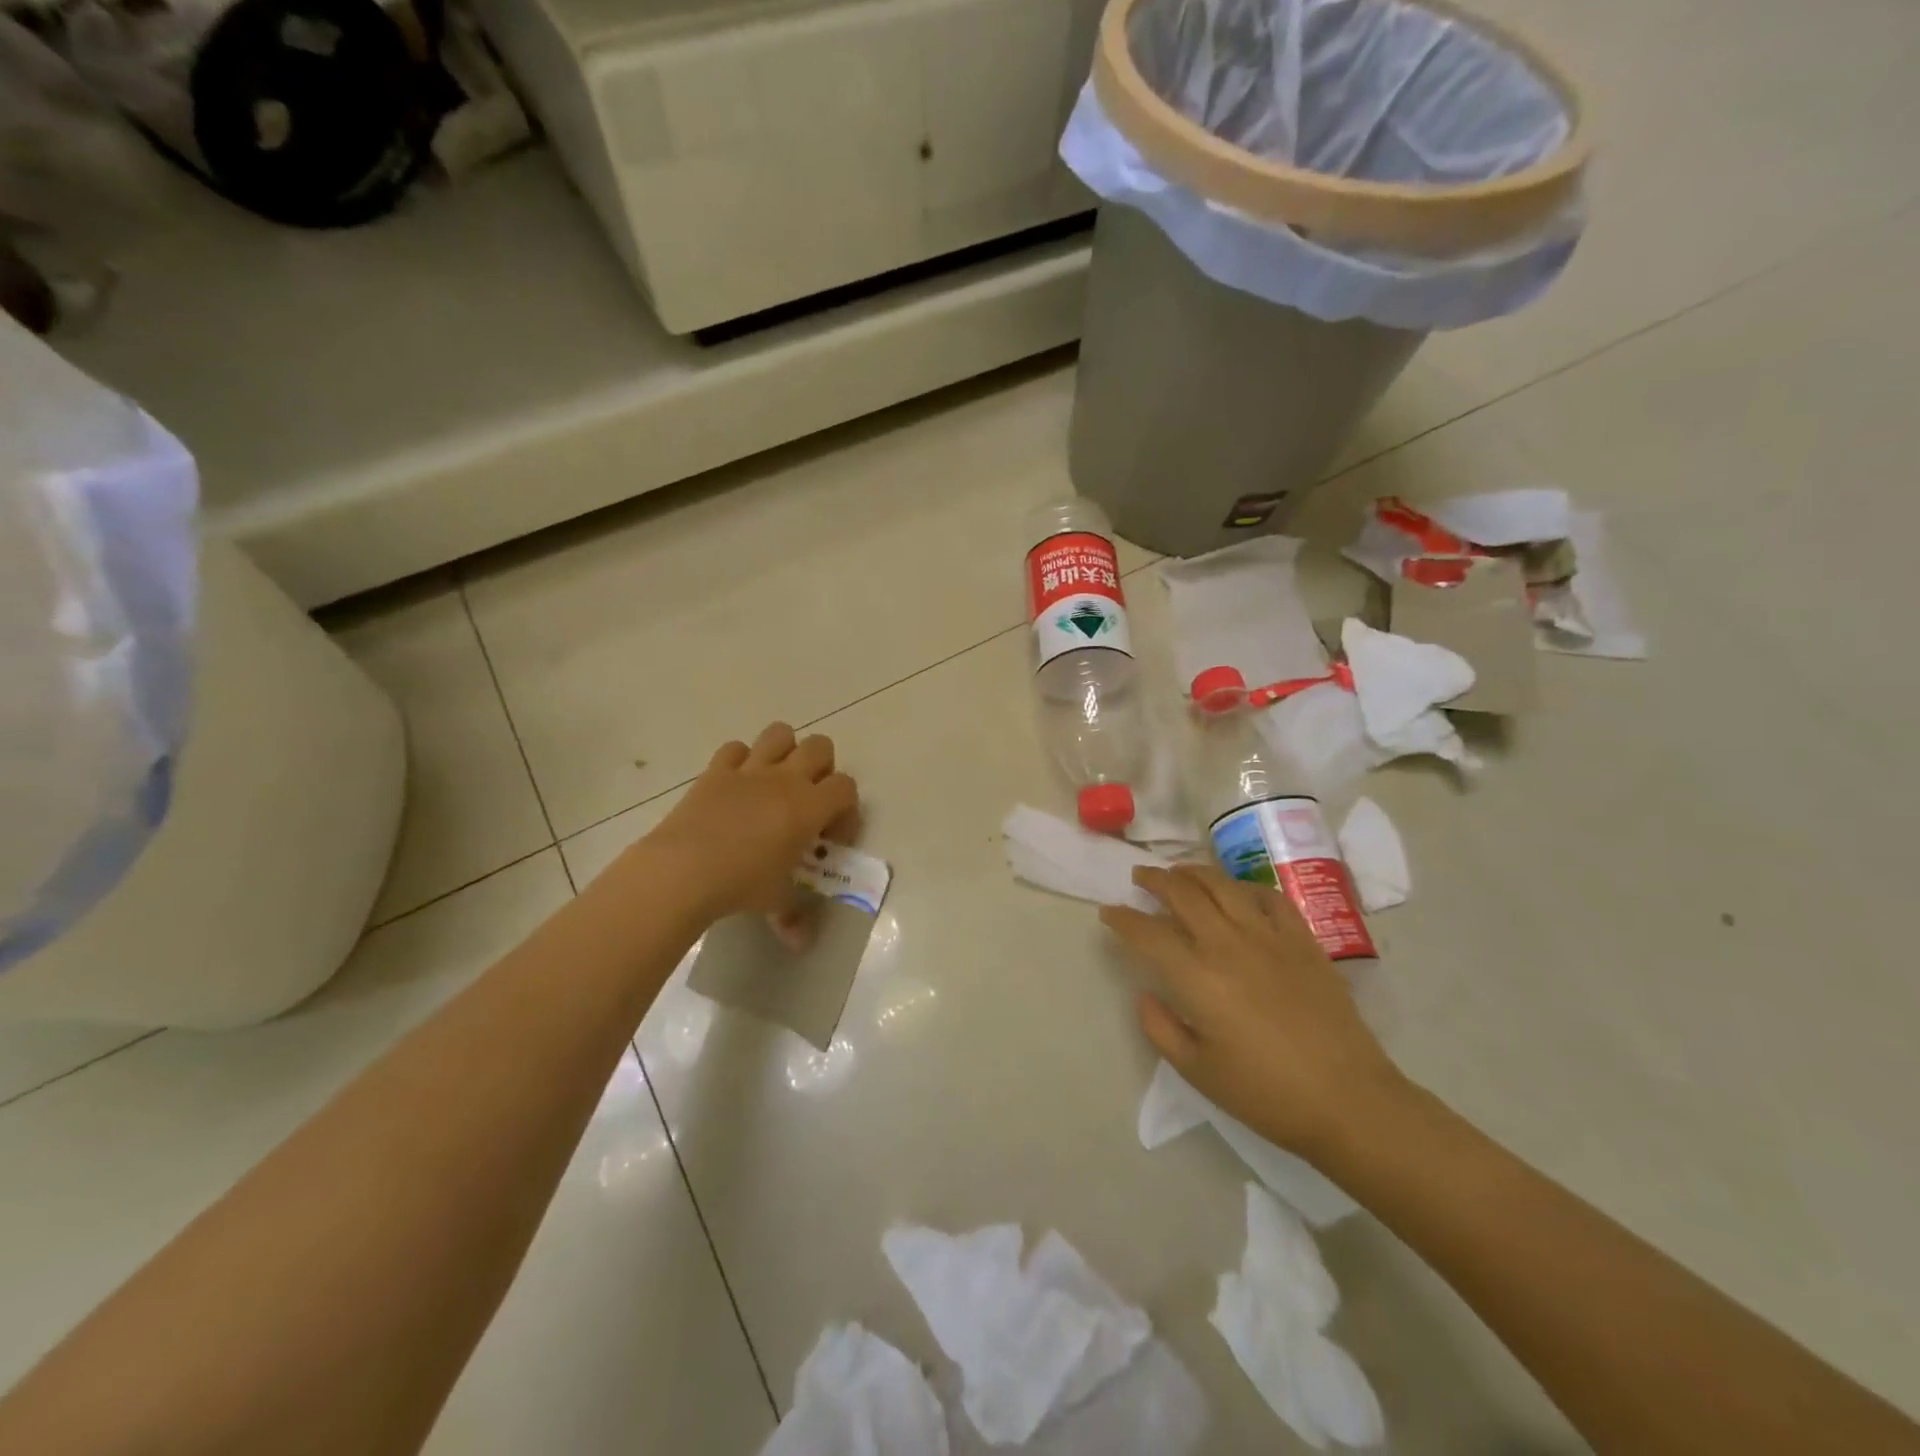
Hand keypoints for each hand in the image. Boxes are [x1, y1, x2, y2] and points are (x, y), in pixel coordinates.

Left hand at [639, 724, 858, 922]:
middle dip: (821, 768)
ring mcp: (750, 770)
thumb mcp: (775, 902)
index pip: (846, 787)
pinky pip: (735, 749)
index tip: (830, 837)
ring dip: (784, 750)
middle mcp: (786, 779)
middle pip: (820, 747)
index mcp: (810, 807)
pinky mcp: (716, 771)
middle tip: (808, 801)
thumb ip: (793, 916)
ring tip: (776, 781)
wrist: (684, 870)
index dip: (845, 808)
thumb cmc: (742, 885)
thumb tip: (800, 942)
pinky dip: (740, 761)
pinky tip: (736, 786)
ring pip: (780, 733)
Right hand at [1101, 865, 1406, 1160]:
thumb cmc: (1266, 1093)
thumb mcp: (1197, 1072)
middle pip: (1182, 893)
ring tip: (1179, 872)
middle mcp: (1228, 944)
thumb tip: (1144, 994)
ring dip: (1194, 872)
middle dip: (1154, 880)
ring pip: (1223, 885)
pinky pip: (1269, 897)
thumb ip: (1161, 1028)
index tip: (1108, 912)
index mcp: (1197, 977)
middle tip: (1139, 877)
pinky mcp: (1303, 940)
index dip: (1122, 918)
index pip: (1147, 933)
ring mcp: (1269, 937)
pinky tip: (1238, 893)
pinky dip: (1245, 887)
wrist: (1348, 1100)